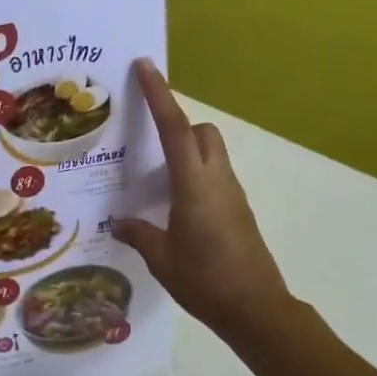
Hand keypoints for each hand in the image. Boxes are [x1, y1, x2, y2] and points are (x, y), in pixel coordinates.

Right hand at [112, 60, 291, 339]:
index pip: (175, 128)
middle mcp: (217, 180)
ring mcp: (232, 194)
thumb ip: (140, 234)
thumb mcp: (162, 260)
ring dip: (186, 150)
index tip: (146, 66)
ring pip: (211, 152)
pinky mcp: (238, 210)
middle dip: (177, 124)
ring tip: (153, 176)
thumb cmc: (205, 281)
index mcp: (194, 185)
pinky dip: (194, 175)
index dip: (160, 94)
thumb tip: (120, 223)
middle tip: (146, 140)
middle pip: (201, 132)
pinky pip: (214, 176)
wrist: (256, 309)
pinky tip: (174, 206)